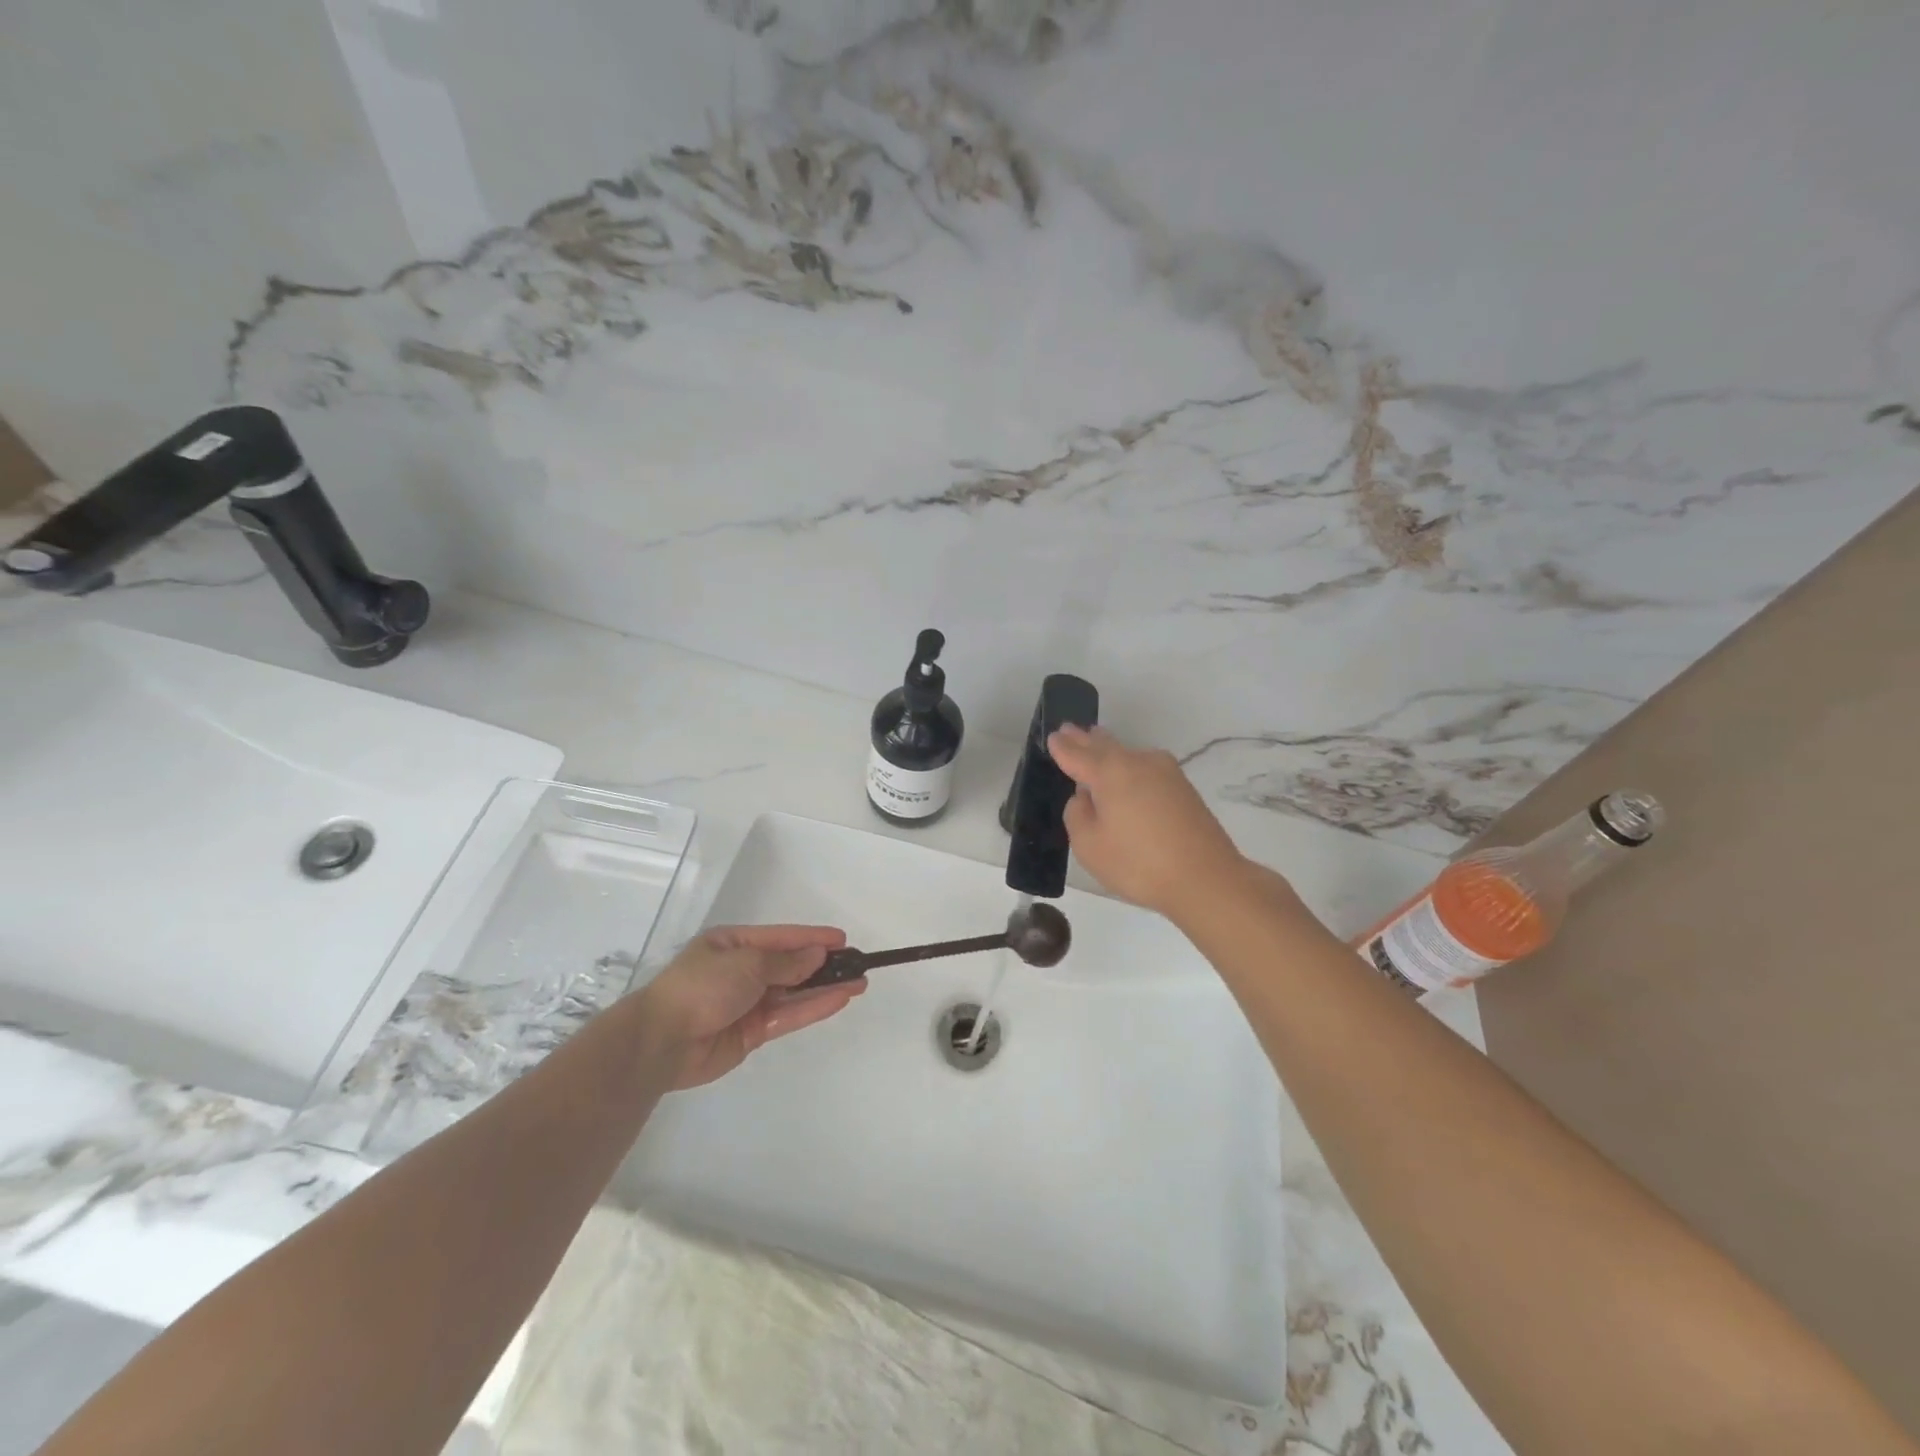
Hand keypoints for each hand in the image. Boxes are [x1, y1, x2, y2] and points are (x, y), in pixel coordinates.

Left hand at [635, 924, 863, 1089]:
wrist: (663, 1040)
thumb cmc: (702, 986)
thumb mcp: (747, 963)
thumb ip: (786, 962)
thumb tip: (817, 955)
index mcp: (733, 945)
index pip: (782, 938)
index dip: (813, 938)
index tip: (842, 940)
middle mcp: (742, 971)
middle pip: (790, 965)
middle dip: (823, 964)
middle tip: (857, 964)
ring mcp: (747, 1003)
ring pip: (793, 992)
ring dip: (824, 987)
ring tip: (858, 983)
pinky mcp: (751, 1033)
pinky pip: (788, 1016)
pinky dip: (812, 1008)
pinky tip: (838, 1000)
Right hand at [1048, 724, 1250, 920]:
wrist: (1206, 878)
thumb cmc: (1138, 863)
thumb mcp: (1088, 845)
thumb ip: (1077, 814)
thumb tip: (1085, 797)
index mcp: (1109, 772)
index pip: (1077, 754)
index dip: (1062, 747)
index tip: (1052, 736)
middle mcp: (1137, 762)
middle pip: (1105, 746)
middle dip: (1085, 739)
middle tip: (1070, 730)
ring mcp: (1165, 772)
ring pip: (1128, 754)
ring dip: (1110, 750)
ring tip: (1096, 743)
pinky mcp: (1183, 788)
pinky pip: (1146, 769)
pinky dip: (1130, 767)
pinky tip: (1127, 775)